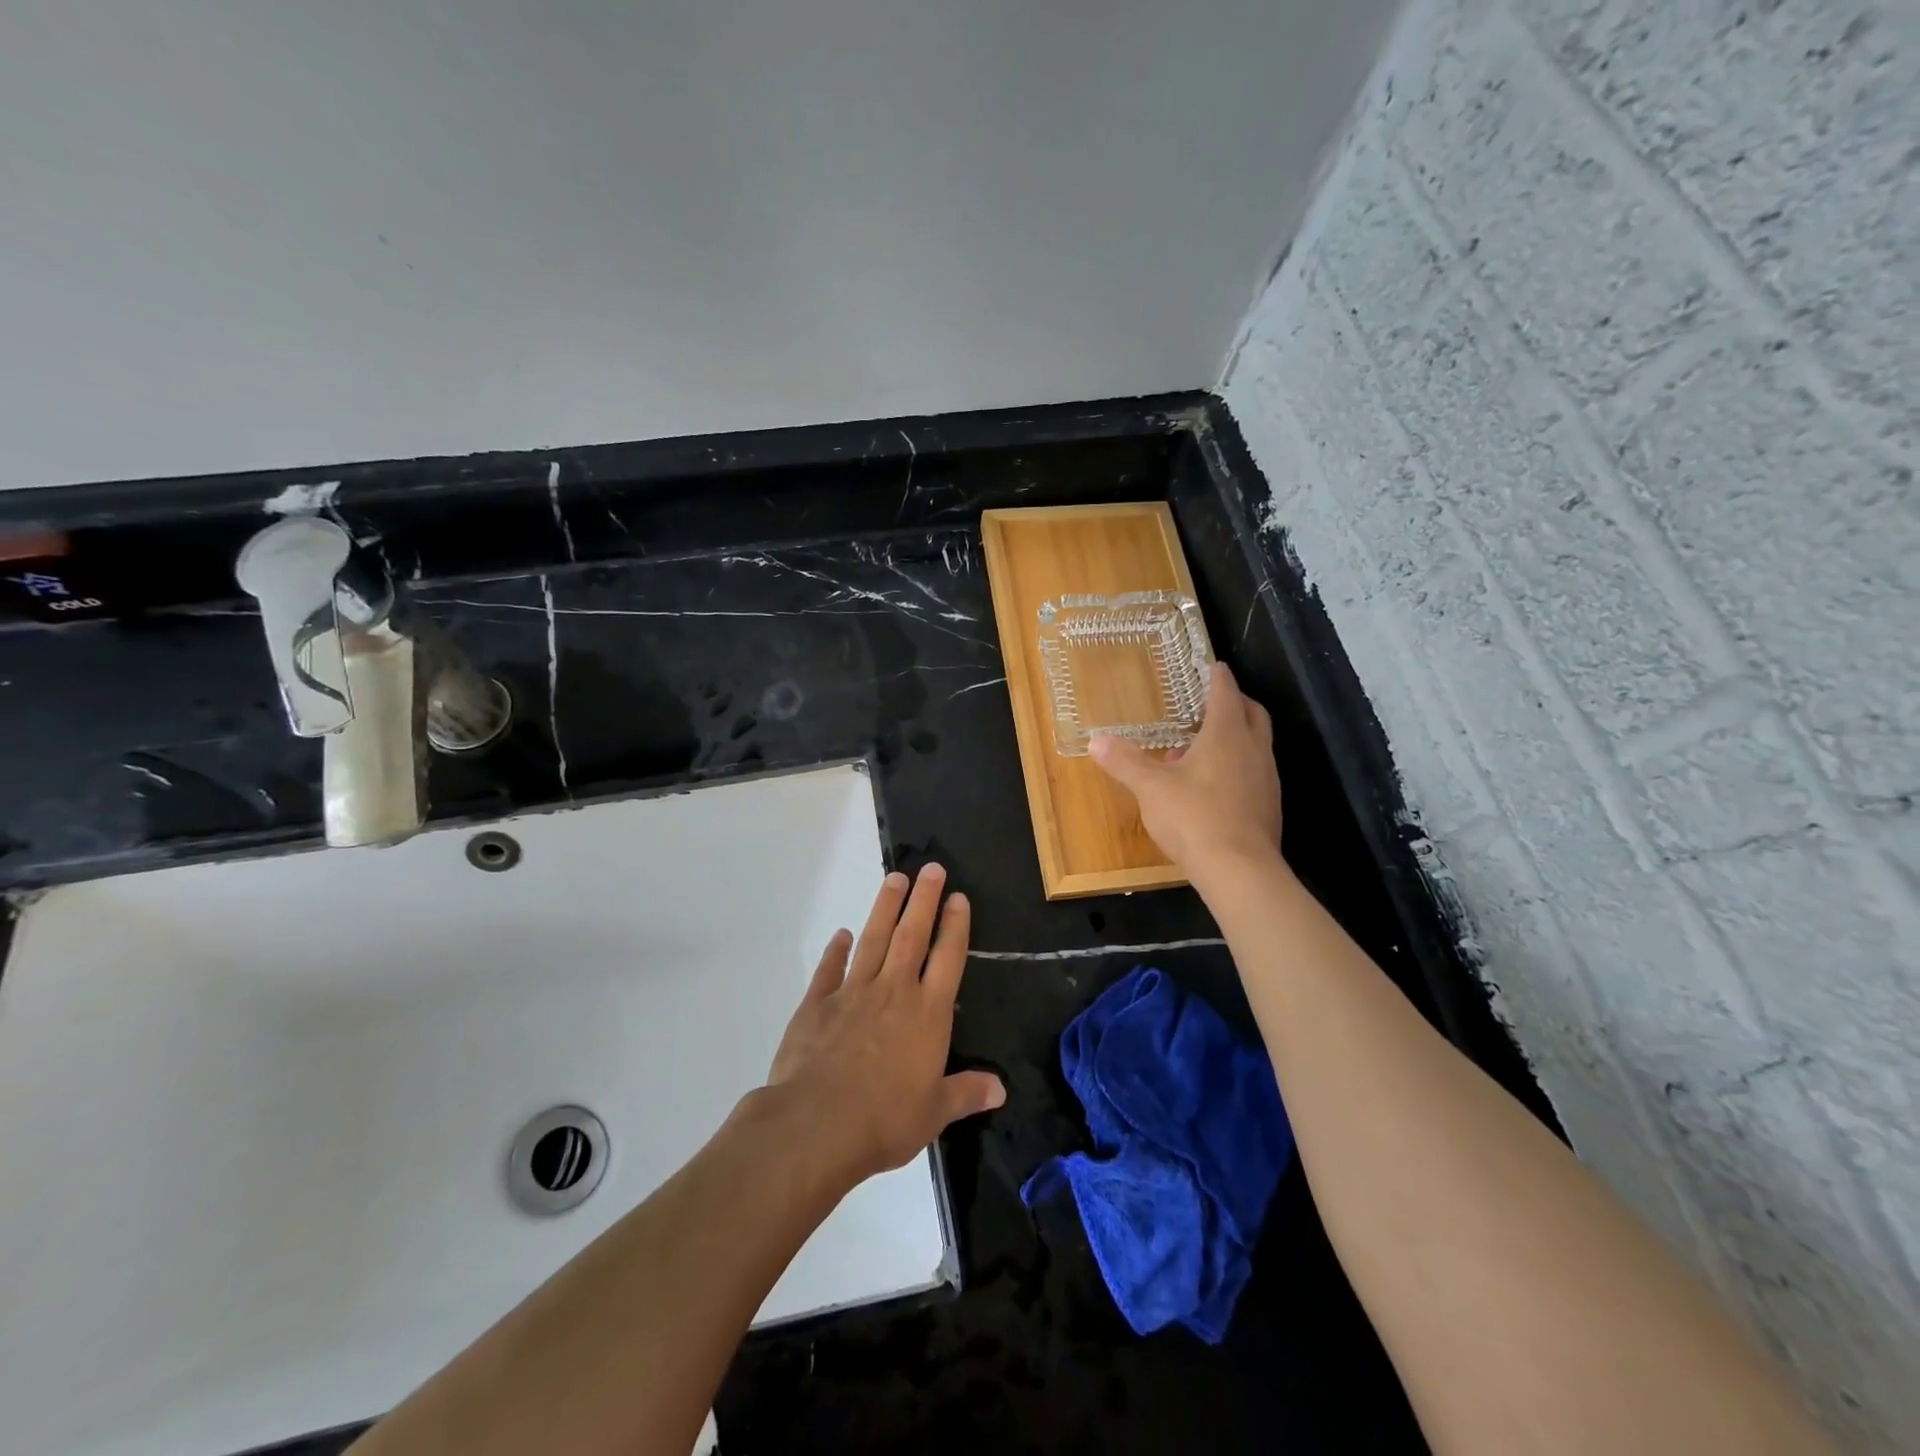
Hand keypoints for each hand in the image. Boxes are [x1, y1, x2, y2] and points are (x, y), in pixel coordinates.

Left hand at [764, 863, 1005, 1184]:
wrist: (817, 1124)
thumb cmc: (885, 1120)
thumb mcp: (934, 1113)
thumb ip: (966, 1093)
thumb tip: (1001, 1088)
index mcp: (927, 1014)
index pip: (947, 959)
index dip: (955, 926)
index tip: (958, 897)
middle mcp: (893, 992)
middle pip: (912, 936)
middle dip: (923, 900)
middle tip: (931, 868)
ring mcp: (853, 993)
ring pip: (874, 940)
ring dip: (885, 909)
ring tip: (894, 879)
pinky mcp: (817, 1005)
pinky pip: (829, 970)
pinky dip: (836, 950)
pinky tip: (841, 934)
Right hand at [1090, 661, 1283, 882]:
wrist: (1240, 870)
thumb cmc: (1194, 818)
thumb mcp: (1150, 788)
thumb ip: (1125, 762)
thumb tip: (1096, 741)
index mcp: (1226, 735)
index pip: (1226, 693)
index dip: (1218, 677)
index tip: (1212, 666)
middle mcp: (1253, 750)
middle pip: (1252, 713)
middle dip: (1235, 702)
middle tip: (1212, 701)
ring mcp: (1266, 779)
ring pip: (1256, 744)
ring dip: (1236, 736)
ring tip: (1204, 746)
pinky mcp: (1269, 806)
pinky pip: (1255, 772)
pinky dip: (1238, 765)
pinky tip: (1213, 785)